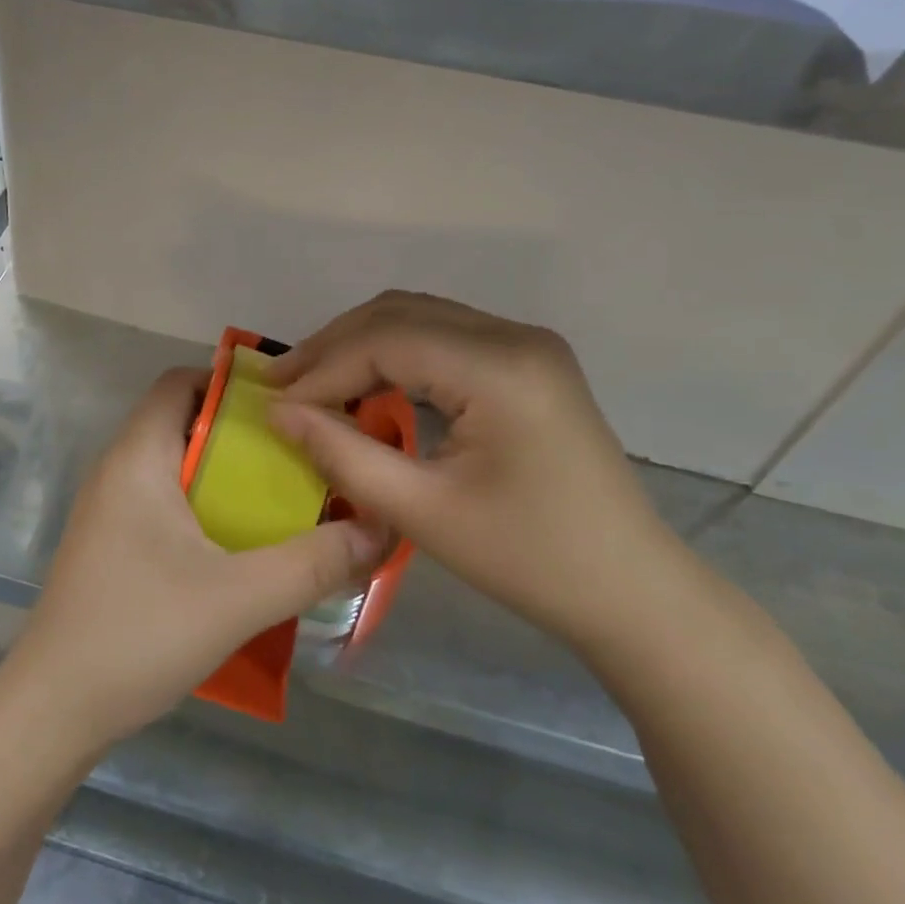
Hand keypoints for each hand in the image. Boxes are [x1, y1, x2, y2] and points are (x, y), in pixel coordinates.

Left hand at [4, 368, 391, 750]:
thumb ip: (312, 563)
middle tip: (303, 456)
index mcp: (138, 457)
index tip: (288, 407)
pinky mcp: (114, 545)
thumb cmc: (139, 633)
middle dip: (244, 434)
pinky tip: (244, 545)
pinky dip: (207, 507)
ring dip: (228, 475)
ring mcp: (111, 510)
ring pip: (179, 466)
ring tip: (287, 497)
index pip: (180, 382)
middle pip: (185, 422)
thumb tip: (378, 530)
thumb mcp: (238, 598)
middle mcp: (119, 470)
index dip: (232, 383)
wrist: (54, 710)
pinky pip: (168, 502)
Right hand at [267, 292, 683, 651]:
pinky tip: (368, 385)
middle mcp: (515, 336)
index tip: (272, 402)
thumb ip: (343, 454)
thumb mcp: (423, 512)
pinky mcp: (528, 362)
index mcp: (499, 368)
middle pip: (400, 313)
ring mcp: (527, 344)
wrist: (631, 590)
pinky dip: (396, 355)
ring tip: (313, 383)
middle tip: (281, 383)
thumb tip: (279, 414)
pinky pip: (445, 338)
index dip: (322, 368)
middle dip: (334, 345)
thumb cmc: (529, 560)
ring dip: (362, 344)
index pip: (386, 340)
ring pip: (420, 317)